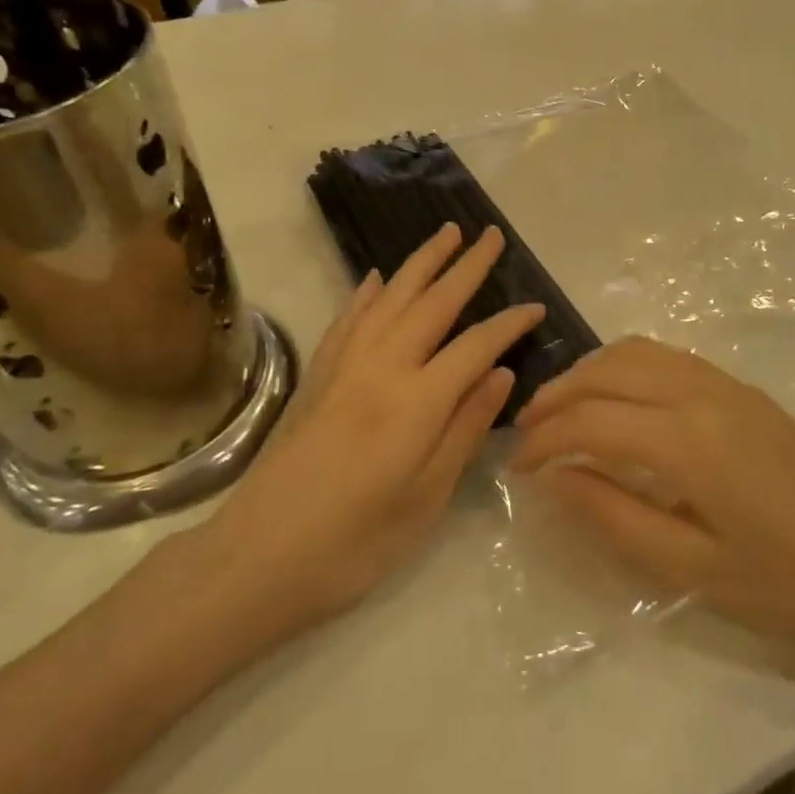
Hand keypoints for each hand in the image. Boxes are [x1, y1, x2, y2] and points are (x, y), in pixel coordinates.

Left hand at [191, 223, 542, 640]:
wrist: (257, 559)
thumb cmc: (356, 543)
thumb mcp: (427, 497)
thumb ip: (466, 428)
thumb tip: (501, 374)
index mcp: (417, 401)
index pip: (476, 345)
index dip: (509, 324)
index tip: (536, 307)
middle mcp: (381, 368)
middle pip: (432, 303)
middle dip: (466, 266)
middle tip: (491, 235)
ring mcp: (343, 367)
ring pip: (389, 298)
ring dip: (420, 263)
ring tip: (444, 234)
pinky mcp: (316, 377)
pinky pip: (347, 320)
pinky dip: (367, 293)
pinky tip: (377, 279)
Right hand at [510, 338, 794, 652]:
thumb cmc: (792, 584)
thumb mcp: (694, 570)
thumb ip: (616, 517)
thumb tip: (557, 478)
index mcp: (688, 441)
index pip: (591, 422)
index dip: (544, 442)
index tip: (516, 468)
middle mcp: (702, 394)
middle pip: (607, 372)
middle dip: (557, 396)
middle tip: (526, 433)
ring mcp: (726, 385)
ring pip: (636, 353)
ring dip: (589, 374)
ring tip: (562, 411)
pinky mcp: (743, 390)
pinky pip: (666, 358)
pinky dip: (624, 368)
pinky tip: (617, 401)